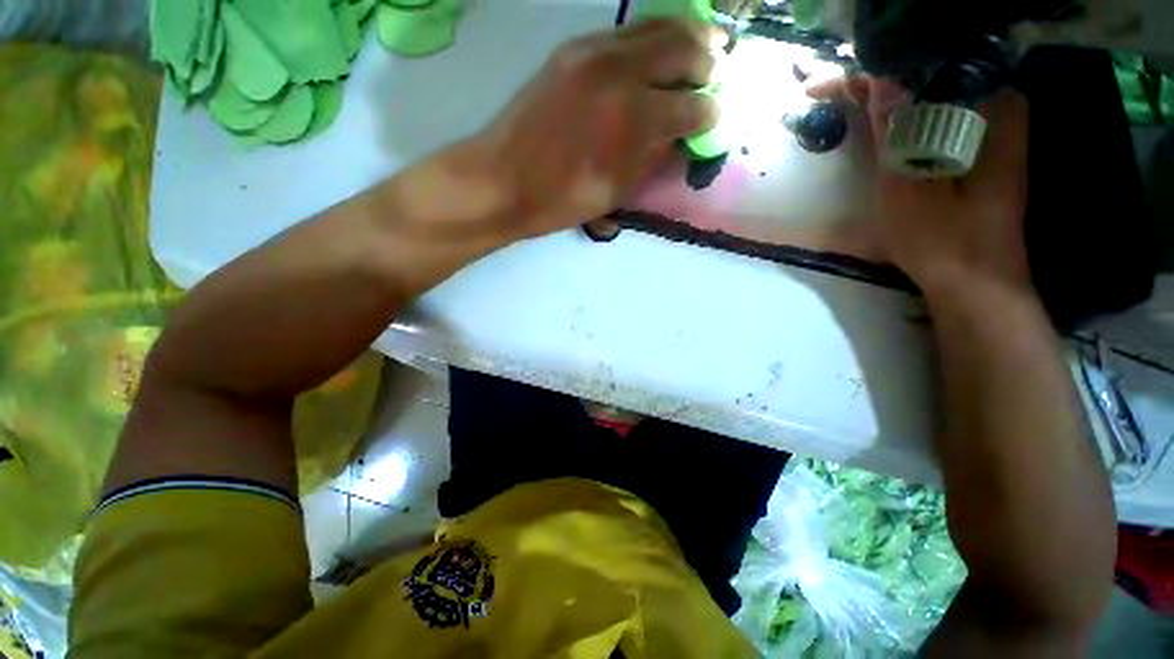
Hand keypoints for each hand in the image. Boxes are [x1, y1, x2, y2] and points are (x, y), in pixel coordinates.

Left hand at [470, 18, 722, 239]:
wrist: (501, 181)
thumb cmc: (559, 200)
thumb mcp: (614, 192)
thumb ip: (650, 159)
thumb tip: (676, 136)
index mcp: (632, 120)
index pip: (690, 106)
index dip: (708, 113)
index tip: (713, 118)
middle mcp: (619, 73)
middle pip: (682, 48)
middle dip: (707, 60)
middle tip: (716, 72)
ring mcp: (592, 53)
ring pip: (654, 27)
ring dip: (684, 35)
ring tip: (700, 47)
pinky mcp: (571, 50)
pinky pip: (623, 32)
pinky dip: (649, 37)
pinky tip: (654, 51)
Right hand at [810, 78, 1032, 299]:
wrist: (975, 282)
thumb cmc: (943, 240)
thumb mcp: (909, 186)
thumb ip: (896, 130)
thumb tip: (877, 78)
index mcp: (989, 108)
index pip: (922, 68)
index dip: (868, 74)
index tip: (819, 88)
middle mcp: (996, 106)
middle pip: (926, 75)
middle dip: (874, 80)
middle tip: (824, 93)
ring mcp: (990, 126)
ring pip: (927, 93)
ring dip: (885, 97)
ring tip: (840, 101)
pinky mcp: (978, 146)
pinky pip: (933, 114)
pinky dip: (900, 115)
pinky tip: (873, 121)